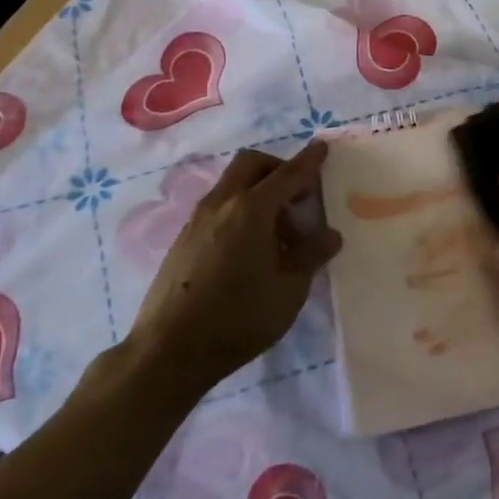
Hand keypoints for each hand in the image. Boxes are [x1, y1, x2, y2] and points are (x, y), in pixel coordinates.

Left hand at [130, 142, 340, 396]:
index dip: (309, 161)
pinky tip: (249, 249)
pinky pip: (218, 205)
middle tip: (298, 196)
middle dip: (278, 168)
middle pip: (252, 164)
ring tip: (277, 234)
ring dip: (258, 191)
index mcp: (252, 210)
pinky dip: (240, 209)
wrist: (168, 352)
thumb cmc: (238, 318)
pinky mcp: (183, 238)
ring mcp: (197, 219)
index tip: (322, 147)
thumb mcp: (288, 291)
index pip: (288, 174)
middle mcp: (222, 204)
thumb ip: (311, 256)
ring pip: (232, 183)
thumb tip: (330, 235)